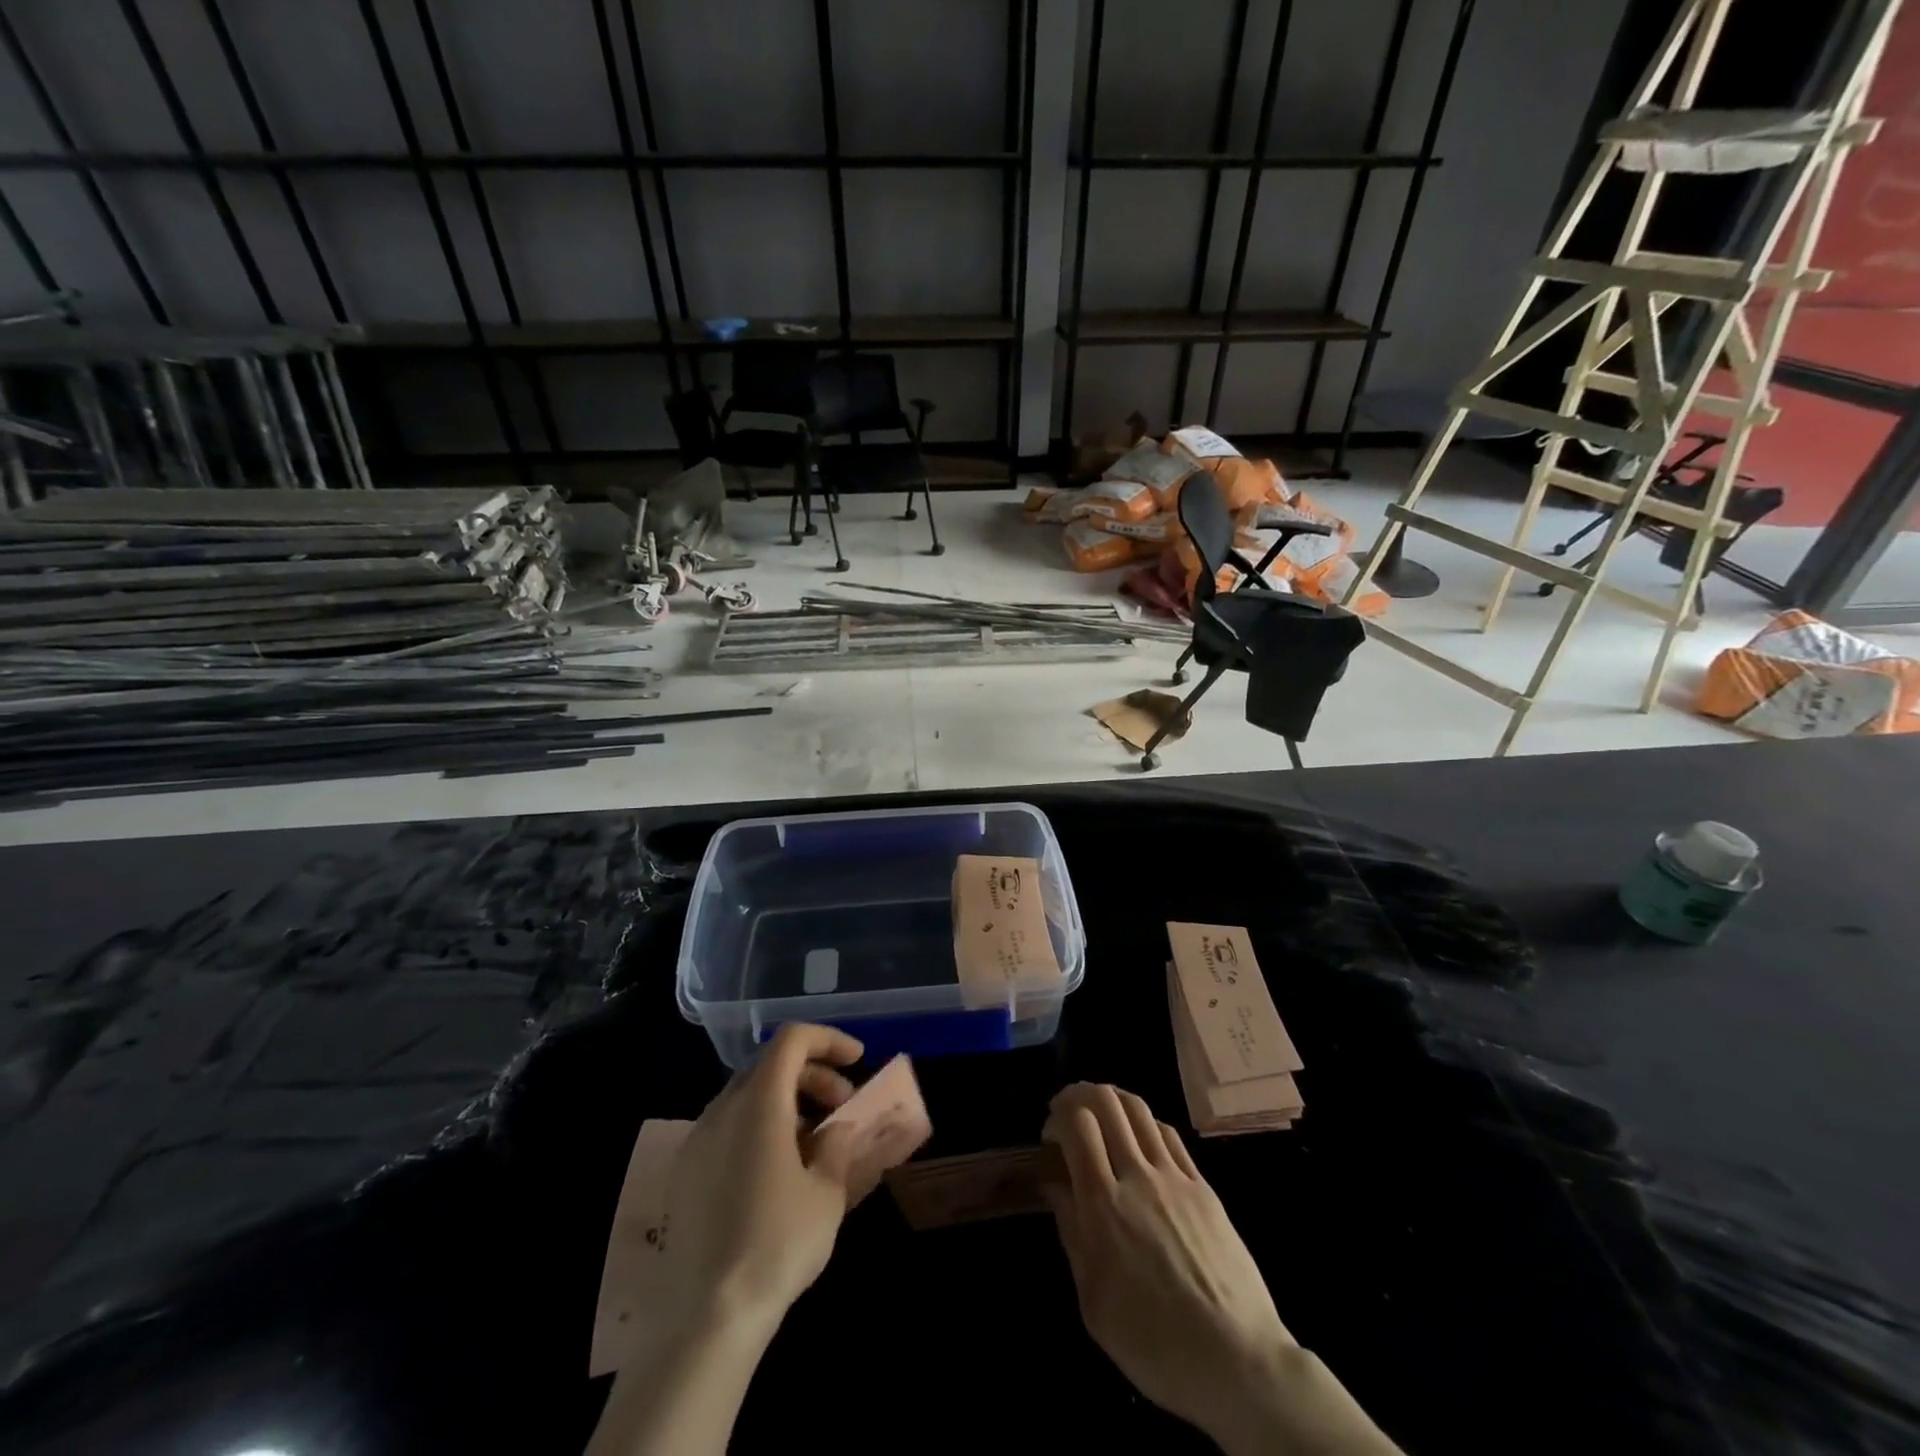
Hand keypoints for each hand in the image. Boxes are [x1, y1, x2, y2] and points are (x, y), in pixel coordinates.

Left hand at [654, 1023, 867, 1335]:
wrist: (705, 1319)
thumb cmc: (776, 1245)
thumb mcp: (827, 1193)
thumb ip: (837, 1146)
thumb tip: (837, 1127)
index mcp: (759, 1103)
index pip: (792, 1040)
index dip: (828, 1040)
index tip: (857, 1061)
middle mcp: (722, 1110)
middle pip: (770, 1065)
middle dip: (812, 1074)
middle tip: (842, 1106)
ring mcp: (697, 1141)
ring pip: (748, 1095)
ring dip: (787, 1101)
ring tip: (815, 1141)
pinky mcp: (684, 1174)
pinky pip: (728, 1127)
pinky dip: (760, 1126)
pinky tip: (778, 1170)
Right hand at [1042, 1082, 1292, 1436]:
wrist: (1236, 1360)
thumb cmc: (1154, 1342)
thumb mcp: (1094, 1301)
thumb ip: (1072, 1233)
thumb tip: (1054, 1185)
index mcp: (1104, 1205)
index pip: (1078, 1125)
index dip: (1058, 1117)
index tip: (1050, 1137)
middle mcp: (1138, 1176)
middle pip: (1107, 1102)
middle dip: (1081, 1094)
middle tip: (1069, 1112)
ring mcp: (1174, 1177)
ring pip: (1139, 1109)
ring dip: (1113, 1099)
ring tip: (1101, 1113)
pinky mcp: (1202, 1187)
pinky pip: (1169, 1135)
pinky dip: (1145, 1124)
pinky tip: (1140, 1140)